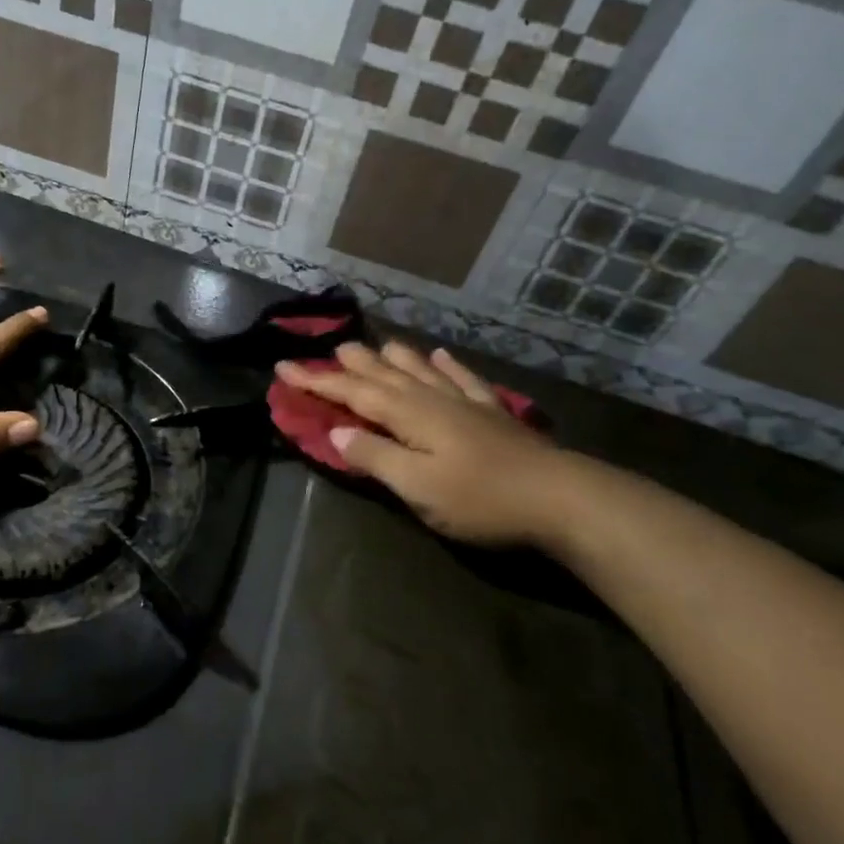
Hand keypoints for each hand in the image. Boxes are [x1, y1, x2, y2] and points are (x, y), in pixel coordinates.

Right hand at [275, 341, 590, 550]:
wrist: (559, 496)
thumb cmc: (480, 498)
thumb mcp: (417, 487)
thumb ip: (375, 457)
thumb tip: (337, 430)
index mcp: (408, 415)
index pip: (351, 393)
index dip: (316, 381)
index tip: (284, 367)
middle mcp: (431, 398)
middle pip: (382, 374)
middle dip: (351, 363)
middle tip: (329, 349)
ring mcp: (464, 402)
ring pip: (418, 369)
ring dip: (392, 356)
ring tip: (375, 345)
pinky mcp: (492, 413)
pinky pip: (461, 378)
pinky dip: (445, 365)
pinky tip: (438, 355)